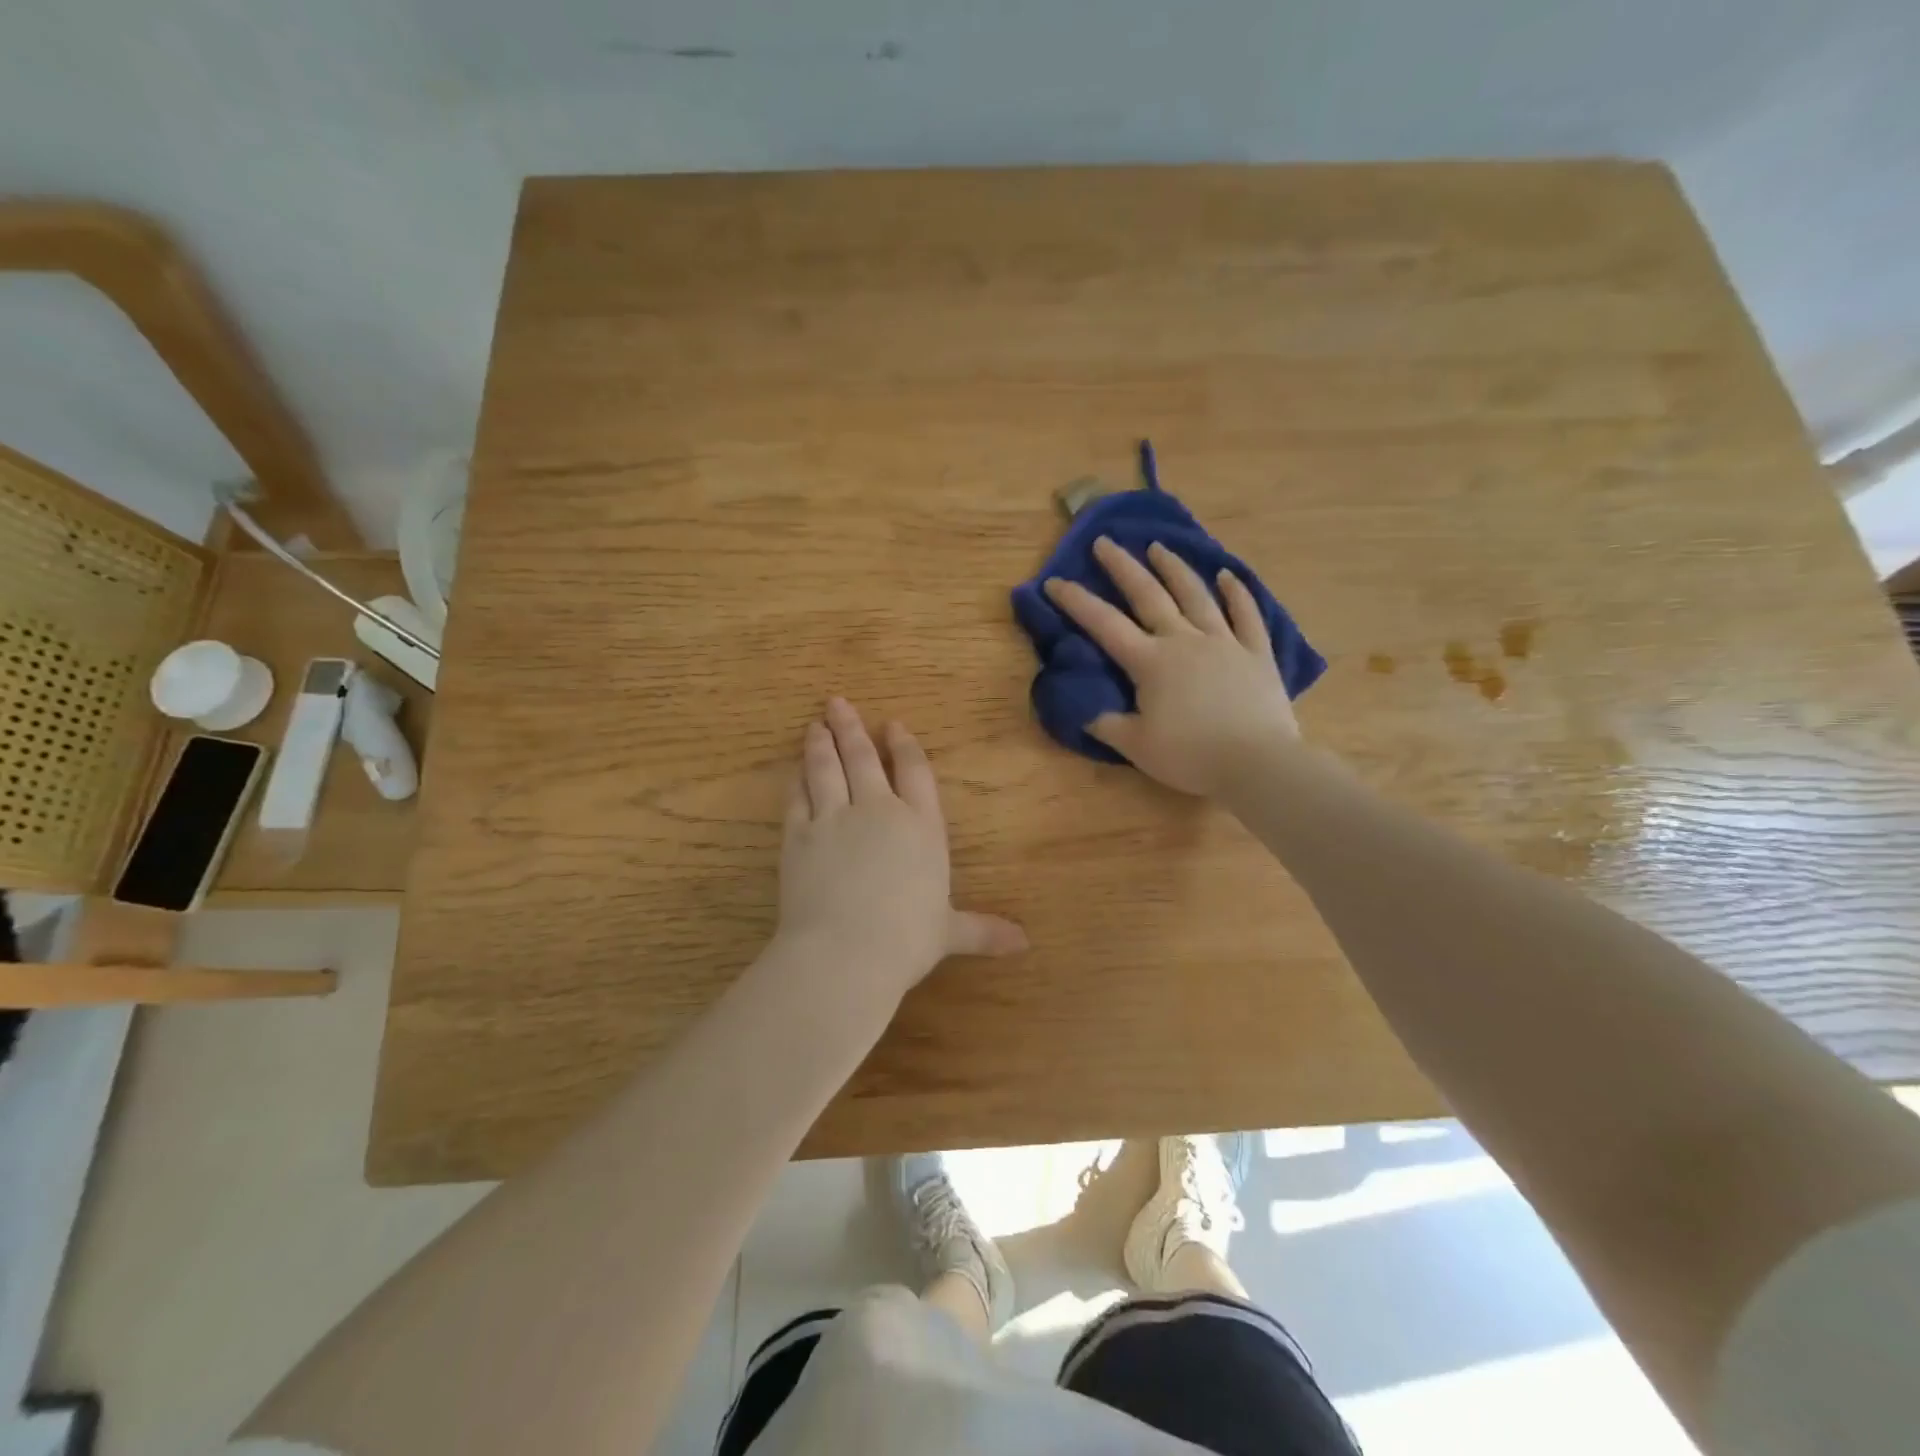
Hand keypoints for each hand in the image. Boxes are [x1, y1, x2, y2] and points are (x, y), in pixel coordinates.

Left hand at [776, 697, 1026, 1005]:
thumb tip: (1024, 943)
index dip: (904, 746)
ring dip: (820, 744)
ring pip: (826, 769)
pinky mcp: (798, 835)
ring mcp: (835, 818)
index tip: (893, 725)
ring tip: (815, 724)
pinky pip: (797, 798)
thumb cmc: (906, 940)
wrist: (845, 952)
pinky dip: (796, 781)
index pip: (915, 772)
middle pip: (864, 758)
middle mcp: (878, 811)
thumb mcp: (948, 933)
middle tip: (837, 703)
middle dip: (851, 729)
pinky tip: (793, 771)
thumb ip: (982, 930)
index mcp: (920, 827)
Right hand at [1043, 537, 1298, 795]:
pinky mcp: (1256, 653)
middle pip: (1149, 595)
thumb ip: (1106, 724)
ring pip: (1196, 595)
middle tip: (1105, 542)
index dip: (1076, 602)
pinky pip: (1246, 615)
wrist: (1257, 763)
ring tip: (1158, 547)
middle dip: (1123, 567)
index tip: (1054, 581)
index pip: (1104, 625)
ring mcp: (1224, 642)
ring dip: (1174, 568)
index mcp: (1150, 662)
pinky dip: (1237, 593)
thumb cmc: (1191, 756)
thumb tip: (1082, 710)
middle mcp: (1184, 640)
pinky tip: (1228, 575)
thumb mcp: (1136, 747)